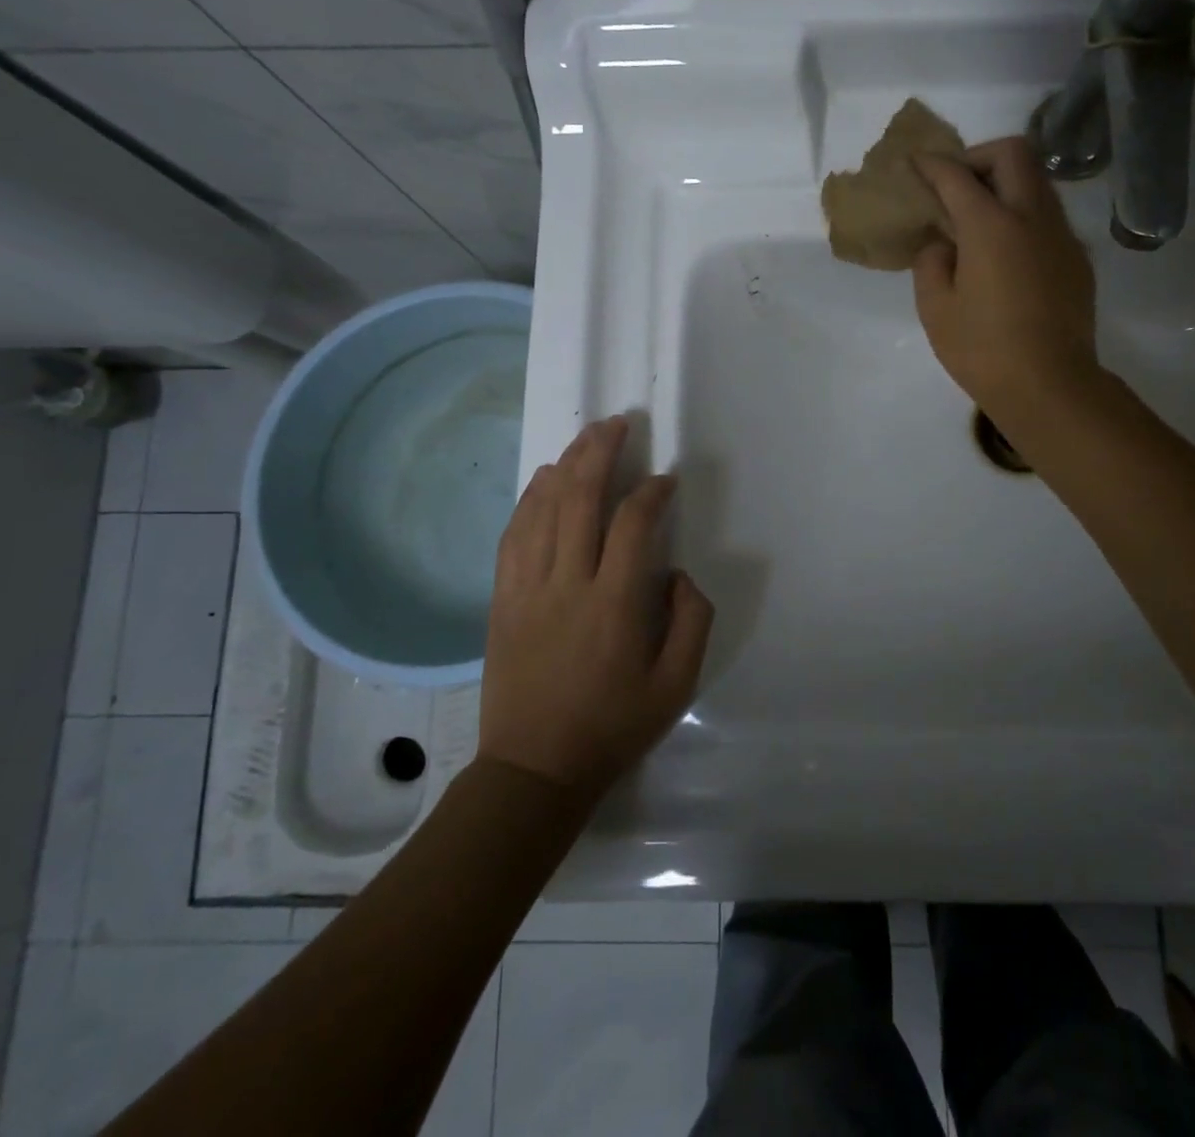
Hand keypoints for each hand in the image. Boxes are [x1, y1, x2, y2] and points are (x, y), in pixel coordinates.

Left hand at [480, 416, 713, 795]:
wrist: (535, 770)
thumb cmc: (613, 728)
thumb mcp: (677, 685)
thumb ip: (692, 621)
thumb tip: (677, 573)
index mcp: (615, 605)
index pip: (633, 524)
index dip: (651, 492)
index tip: (666, 480)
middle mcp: (567, 585)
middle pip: (580, 500)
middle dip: (600, 453)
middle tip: (617, 423)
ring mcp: (527, 590)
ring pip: (542, 510)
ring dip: (565, 467)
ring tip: (585, 439)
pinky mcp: (502, 600)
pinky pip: (513, 536)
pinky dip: (529, 501)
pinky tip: (542, 481)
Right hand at [911, 137, 1098, 420]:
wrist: (1050, 386)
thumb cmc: (982, 351)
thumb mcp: (936, 308)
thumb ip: (932, 262)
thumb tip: (943, 243)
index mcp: (991, 226)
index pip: (956, 176)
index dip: (932, 164)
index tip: (915, 163)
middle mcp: (1032, 217)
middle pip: (1013, 154)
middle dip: (978, 157)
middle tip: (955, 186)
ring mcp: (1062, 236)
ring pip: (1037, 181)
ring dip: (1006, 183)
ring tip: (978, 217)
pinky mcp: (1078, 259)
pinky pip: (1049, 216)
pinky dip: (1023, 215)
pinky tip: (1006, 253)